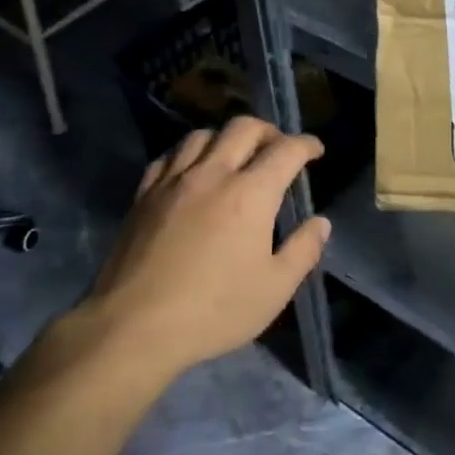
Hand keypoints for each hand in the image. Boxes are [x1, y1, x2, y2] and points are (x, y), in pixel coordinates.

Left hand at [87, 116, 331, 377]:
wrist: (134, 326)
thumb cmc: (213, 310)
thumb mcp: (274, 289)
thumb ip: (303, 250)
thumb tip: (320, 222)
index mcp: (250, 194)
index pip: (286, 151)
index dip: (306, 145)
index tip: (316, 150)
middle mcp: (213, 174)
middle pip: (243, 128)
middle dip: (269, 131)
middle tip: (279, 149)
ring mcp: (173, 181)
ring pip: (203, 135)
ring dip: (227, 137)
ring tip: (235, 156)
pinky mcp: (144, 195)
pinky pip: (170, 156)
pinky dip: (189, 153)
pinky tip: (192, 170)